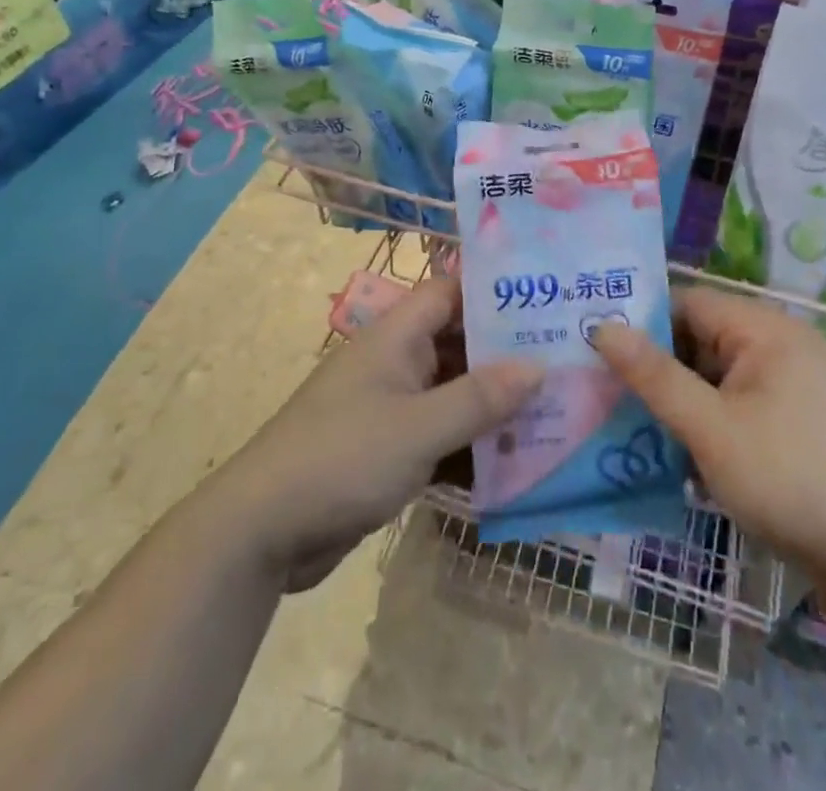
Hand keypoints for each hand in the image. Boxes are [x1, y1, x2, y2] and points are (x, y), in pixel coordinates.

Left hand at [219, 276, 540, 591]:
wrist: (261, 533)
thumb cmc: (342, 458)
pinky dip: (471, 443)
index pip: (451, 293)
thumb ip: (479, 398)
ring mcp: (390, 407)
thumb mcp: (418, 428)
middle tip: (564, 359)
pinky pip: (440, 434)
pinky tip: (514, 460)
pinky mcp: (388, 450)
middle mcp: (395, 362)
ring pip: (453, 392)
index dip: (494, 291)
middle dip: (506, 354)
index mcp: (395, 336)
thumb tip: (537, 366)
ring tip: (554, 409)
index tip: (545, 299)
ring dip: (493, 404)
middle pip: (458, 343)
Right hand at [590, 287, 825, 586]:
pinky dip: (703, 426)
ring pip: (713, 381)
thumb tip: (601, 325)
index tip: (589, 344)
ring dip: (675, 403)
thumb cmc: (794, 479)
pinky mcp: (794, 428)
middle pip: (698, 341)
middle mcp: (778, 347)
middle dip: (652, 368)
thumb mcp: (712, 428)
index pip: (685, 303)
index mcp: (763, 329)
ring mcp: (789, 390)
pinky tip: (669, 456)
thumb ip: (655, 376)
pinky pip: (734, 410)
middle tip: (596, 389)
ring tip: (619, 424)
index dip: (638, 320)